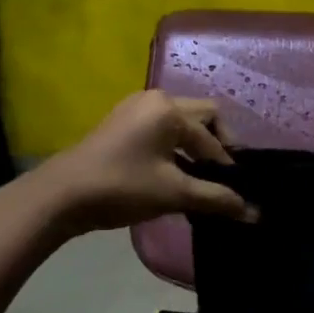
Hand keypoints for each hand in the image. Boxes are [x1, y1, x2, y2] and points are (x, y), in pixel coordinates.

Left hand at [35, 91, 257, 233]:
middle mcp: (156, 99)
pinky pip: (161, 127)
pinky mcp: (121, 123)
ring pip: (180, 122)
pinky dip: (174, 145)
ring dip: (194, 146)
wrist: (60, 196)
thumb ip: (216, 199)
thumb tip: (253, 213)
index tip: (236, 192)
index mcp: (170, 109)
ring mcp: (135, 108)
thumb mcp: (173, 193)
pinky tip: (173, 173)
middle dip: (216, 145)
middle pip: (202, 116)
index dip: (227, 166)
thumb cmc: (122, 187)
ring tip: (199, 178)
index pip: (213, 137)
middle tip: (220, 177)